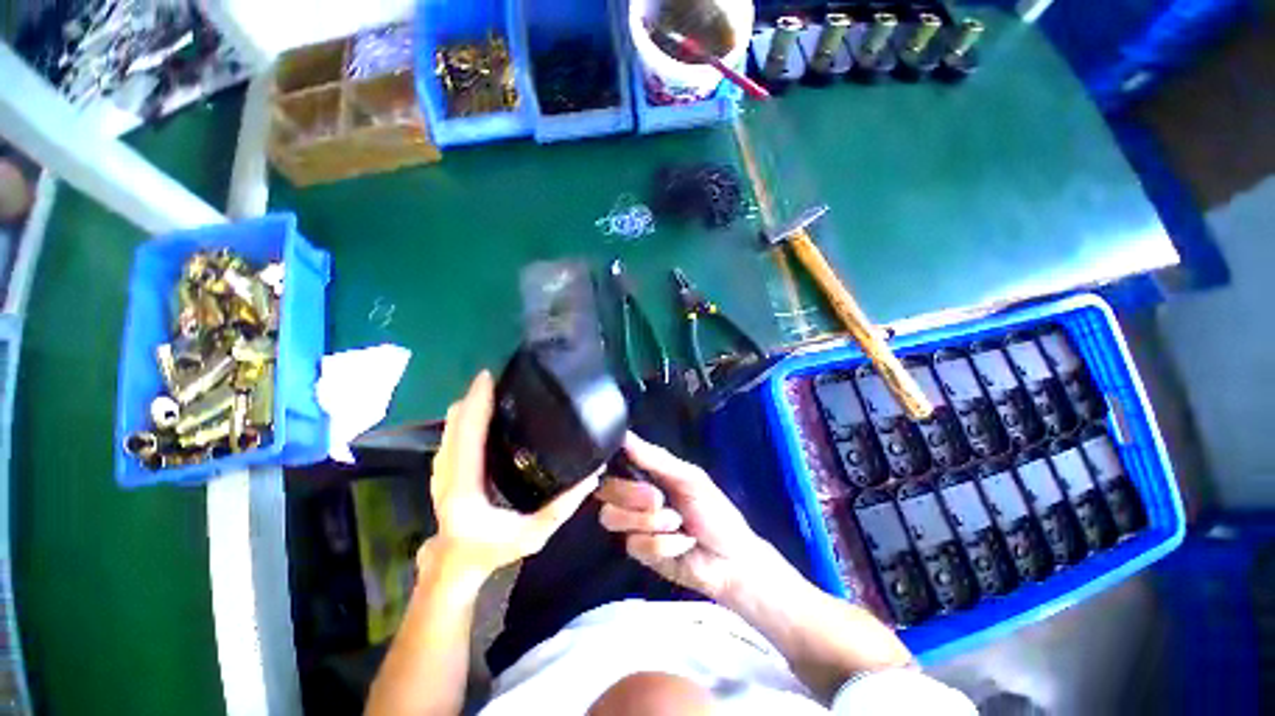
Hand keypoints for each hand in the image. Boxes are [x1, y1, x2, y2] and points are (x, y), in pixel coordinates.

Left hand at [426, 371, 599, 580]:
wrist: (455, 565)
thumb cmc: (493, 551)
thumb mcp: (534, 534)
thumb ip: (563, 506)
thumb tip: (593, 474)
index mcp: (463, 488)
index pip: (467, 434)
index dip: (477, 402)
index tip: (489, 376)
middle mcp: (446, 473)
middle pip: (456, 422)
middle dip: (476, 396)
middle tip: (502, 379)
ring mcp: (440, 470)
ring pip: (451, 426)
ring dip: (472, 405)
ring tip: (497, 392)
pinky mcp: (442, 469)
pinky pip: (453, 433)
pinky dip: (468, 417)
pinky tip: (488, 414)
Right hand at [596, 433, 774, 601]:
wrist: (731, 559)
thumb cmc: (713, 510)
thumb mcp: (688, 478)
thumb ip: (654, 458)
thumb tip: (624, 435)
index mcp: (646, 473)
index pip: (613, 461)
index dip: (606, 462)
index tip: (609, 465)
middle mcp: (634, 496)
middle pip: (606, 489)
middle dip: (634, 495)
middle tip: (660, 499)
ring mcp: (634, 525)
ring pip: (612, 517)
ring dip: (649, 521)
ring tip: (677, 523)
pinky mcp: (639, 553)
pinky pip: (635, 544)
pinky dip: (663, 544)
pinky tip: (681, 544)